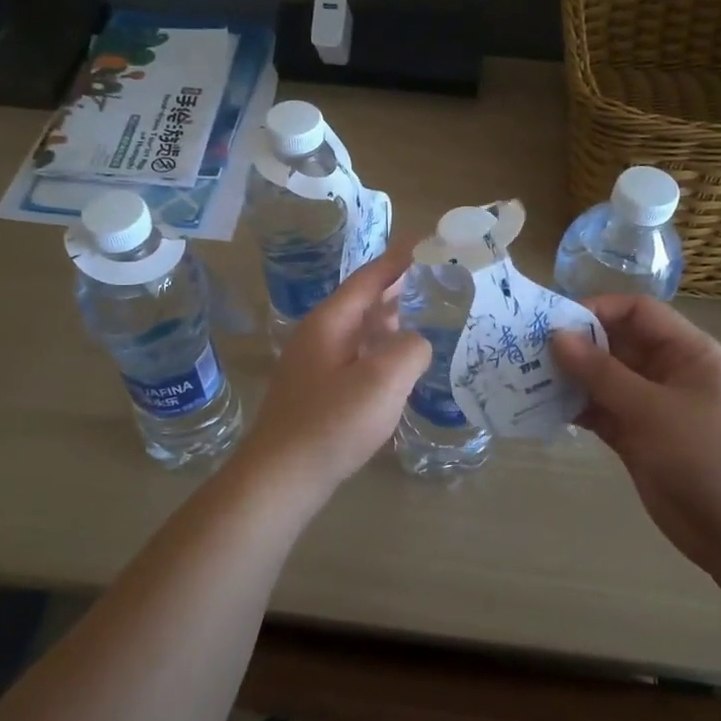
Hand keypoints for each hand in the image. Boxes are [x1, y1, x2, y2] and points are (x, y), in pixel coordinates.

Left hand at [235, 247, 428, 499]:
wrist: (281, 477)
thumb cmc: (331, 423)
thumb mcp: (383, 381)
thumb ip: (410, 350)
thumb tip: (416, 343)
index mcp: (330, 321)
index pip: (370, 277)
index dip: (400, 259)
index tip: (429, 244)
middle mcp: (319, 335)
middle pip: (363, 300)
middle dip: (399, 288)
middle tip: (438, 281)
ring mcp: (314, 364)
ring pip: (359, 330)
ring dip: (390, 320)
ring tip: (425, 318)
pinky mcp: (317, 391)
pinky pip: (356, 356)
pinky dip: (381, 349)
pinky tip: (398, 366)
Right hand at [552, 295, 720, 573]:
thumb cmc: (709, 456)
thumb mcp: (654, 410)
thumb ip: (602, 373)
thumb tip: (557, 336)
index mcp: (686, 352)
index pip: (637, 312)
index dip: (598, 309)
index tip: (553, 322)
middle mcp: (666, 372)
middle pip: (615, 343)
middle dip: (575, 344)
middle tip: (526, 350)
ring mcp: (650, 407)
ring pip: (602, 379)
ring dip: (569, 377)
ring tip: (525, 377)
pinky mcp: (636, 438)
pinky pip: (599, 412)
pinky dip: (574, 409)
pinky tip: (541, 408)